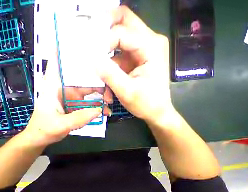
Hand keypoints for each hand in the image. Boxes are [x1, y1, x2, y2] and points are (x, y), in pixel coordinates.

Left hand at [23, 55, 101, 147]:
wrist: (41, 138)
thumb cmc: (43, 129)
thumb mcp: (60, 125)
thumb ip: (79, 118)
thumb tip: (99, 111)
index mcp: (53, 86)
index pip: (58, 61)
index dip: (68, 49)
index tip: (83, 42)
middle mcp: (63, 87)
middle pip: (82, 76)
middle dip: (97, 79)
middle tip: (110, 84)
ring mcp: (71, 96)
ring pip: (88, 89)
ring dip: (100, 94)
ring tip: (110, 100)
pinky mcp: (76, 104)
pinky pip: (88, 102)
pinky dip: (97, 106)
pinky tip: (103, 111)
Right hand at [98, 6, 178, 126]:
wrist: (157, 112)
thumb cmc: (146, 103)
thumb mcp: (126, 91)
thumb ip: (109, 74)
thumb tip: (92, 59)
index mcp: (151, 46)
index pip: (122, 33)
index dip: (104, 42)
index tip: (91, 57)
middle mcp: (149, 42)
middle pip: (125, 22)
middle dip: (105, 29)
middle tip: (91, 41)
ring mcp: (142, 50)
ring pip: (119, 40)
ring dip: (106, 58)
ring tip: (100, 76)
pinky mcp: (136, 59)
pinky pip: (119, 57)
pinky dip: (110, 68)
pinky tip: (108, 86)